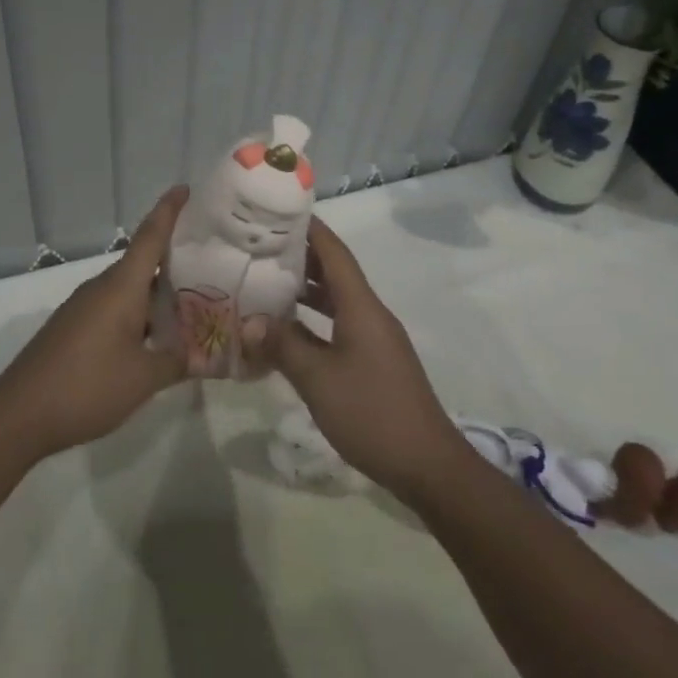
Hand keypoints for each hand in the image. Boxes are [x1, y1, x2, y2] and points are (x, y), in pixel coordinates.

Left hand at [0, 186, 188, 460]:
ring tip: (193, 303)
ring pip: (130, 289)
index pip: (150, 236)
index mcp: (121, 287)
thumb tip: (204, 355)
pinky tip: (155, 335)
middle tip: (211, 262)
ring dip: (158, 293)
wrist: (20, 413)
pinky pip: (115, 307)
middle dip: (175, 260)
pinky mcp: (74, 327)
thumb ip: (177, 361)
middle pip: (143, 263)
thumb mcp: (143, 378)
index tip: (184, 188)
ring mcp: (84, 306)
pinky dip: (139, 312)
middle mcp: (102, 287)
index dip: (168, 210)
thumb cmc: (87, 386)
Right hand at [259, 217, 470, 502]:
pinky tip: (286, 331)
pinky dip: (312, 321)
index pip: (334, 252)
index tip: (278, 210)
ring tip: (265, 280)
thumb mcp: (319, 379)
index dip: (309, 228)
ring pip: (335, 300)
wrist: (429, 466)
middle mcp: (369, 313)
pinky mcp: (373, 361)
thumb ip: (282, 345)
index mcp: (361, 306)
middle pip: (334, 271)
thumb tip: (248, 321)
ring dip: (304, 289)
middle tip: (259, 245)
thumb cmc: (373, 413)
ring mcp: (373, 338)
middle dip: (299, 255)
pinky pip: (338, 326)